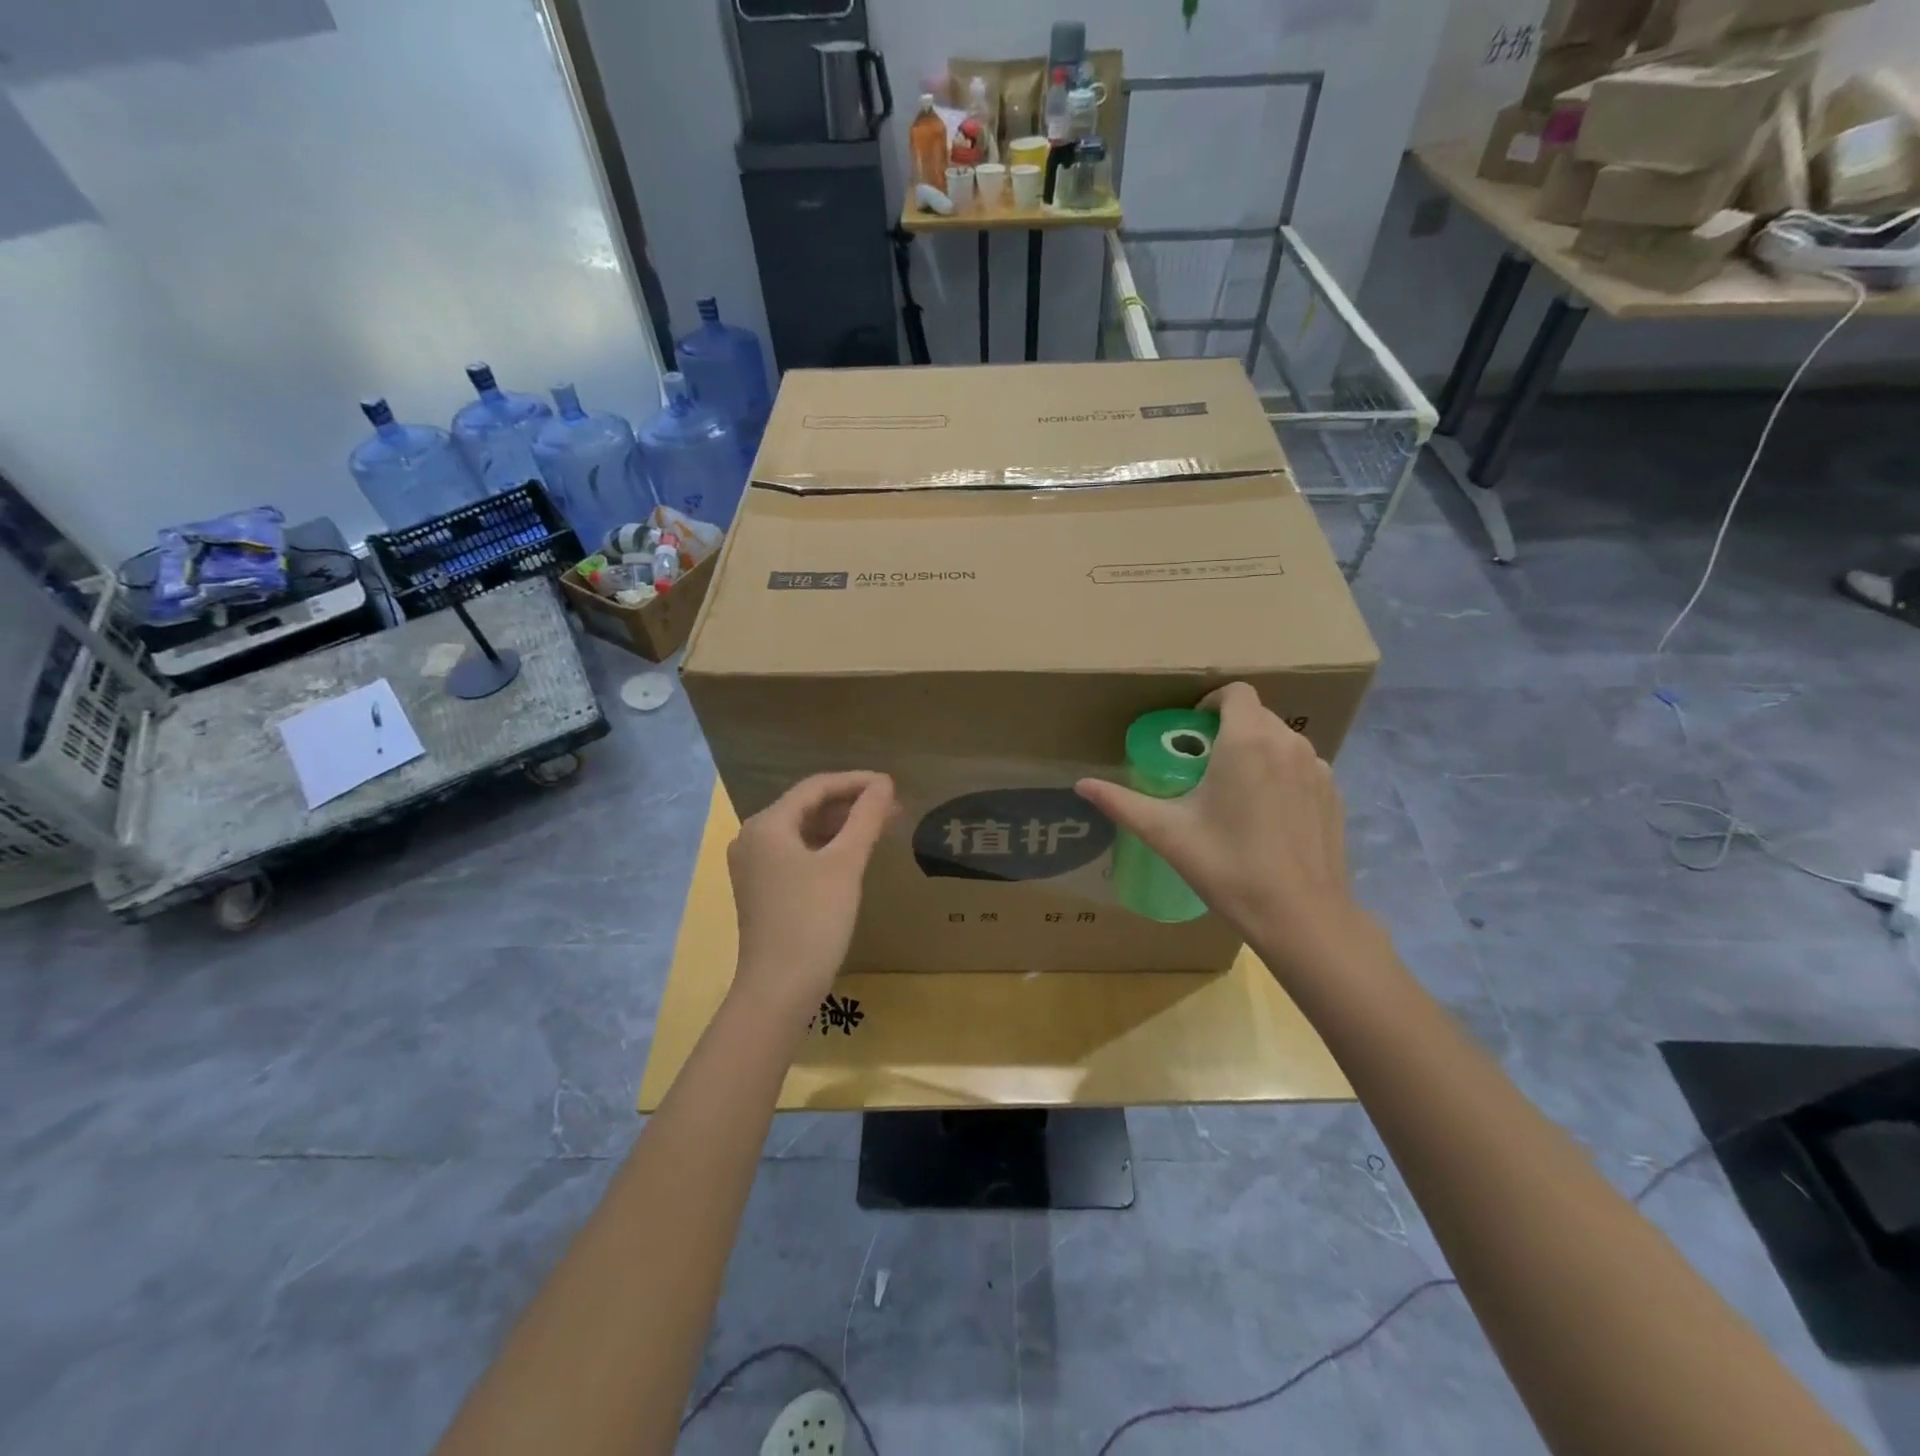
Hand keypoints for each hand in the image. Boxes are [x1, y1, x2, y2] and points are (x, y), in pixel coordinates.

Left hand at [727, 772, 895, 1014]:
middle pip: (807, 806)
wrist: (779, 989)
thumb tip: (884, 784)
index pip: (816, 787)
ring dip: (840, 825)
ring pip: (803, 830)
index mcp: (767, 825)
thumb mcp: (845, 864)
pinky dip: (826, 847)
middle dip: (850, 804)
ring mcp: (754, 866)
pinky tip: (852, 854)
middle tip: (892, 808)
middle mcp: (752, 838)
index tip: (892, 786)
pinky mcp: (762, 889)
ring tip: (879, 826)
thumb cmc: (813, 920)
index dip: (856, 781)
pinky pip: (797, 853)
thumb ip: (866, 818)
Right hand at [1075, 684, 1371, 977]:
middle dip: (1229, 729)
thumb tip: (1081, 784)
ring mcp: (1318, 768)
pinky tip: (1266, 816)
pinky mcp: (1335, 795)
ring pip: (1281, 742)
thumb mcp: (1166, 832)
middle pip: (1257, 715)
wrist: (1300, 915)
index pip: (1235, 692)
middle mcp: (1288, 743)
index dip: (1210, 702)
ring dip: (1257, 751)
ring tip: (1234, 790)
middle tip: (1204, 765)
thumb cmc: (1227, 865)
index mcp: (1247, 740)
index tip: (1191, 731)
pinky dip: (1282, 776)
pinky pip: (1302, 768)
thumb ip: (1121, 802)